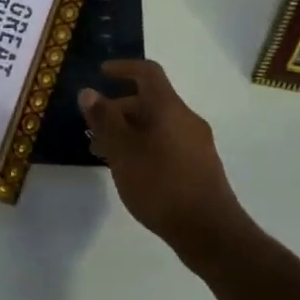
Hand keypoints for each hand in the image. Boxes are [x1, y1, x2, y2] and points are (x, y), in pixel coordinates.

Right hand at [80, 60, 243, 248]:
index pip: (148, 73)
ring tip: (105, 154)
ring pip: (157, 125)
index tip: (100, 74)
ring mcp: (196, 143)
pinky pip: (167, 142)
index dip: (123, 68)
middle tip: (92, 130)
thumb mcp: (123, 152)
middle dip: (118, 109)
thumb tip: (89, 92)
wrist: (210, 231)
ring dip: (129, 131)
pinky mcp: (199, 165)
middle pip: (150, 101)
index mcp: (169, 109)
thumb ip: (104, 121)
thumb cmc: (160, 185)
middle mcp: (186, 119)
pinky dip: (144, 146)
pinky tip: (131, 171)